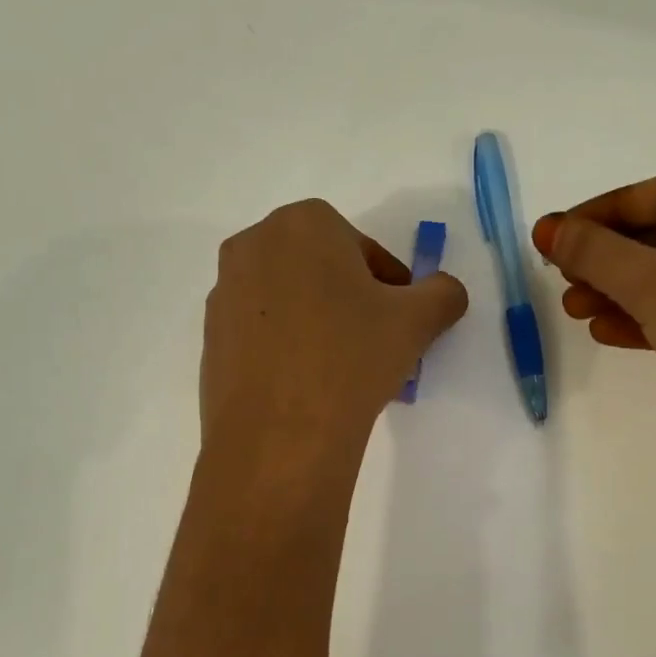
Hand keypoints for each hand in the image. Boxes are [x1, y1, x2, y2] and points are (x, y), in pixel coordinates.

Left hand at [202, 199, 467, 455]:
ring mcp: (224, 291)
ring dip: (317, 320)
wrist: (278, 433)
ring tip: (340, 367)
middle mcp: (254, 244)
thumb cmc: (350, 357)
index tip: (400, 319)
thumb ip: (443, 293)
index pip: (362, 248)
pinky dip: (286, 344)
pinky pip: (261, 329)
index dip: (390, 284)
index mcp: (303, 223)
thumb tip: (445, 293)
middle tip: (374, 341)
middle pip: (321, 268)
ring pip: (289, 297)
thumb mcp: (417, 321)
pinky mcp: (209, 336)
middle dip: (351, 298)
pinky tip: (304, 383)